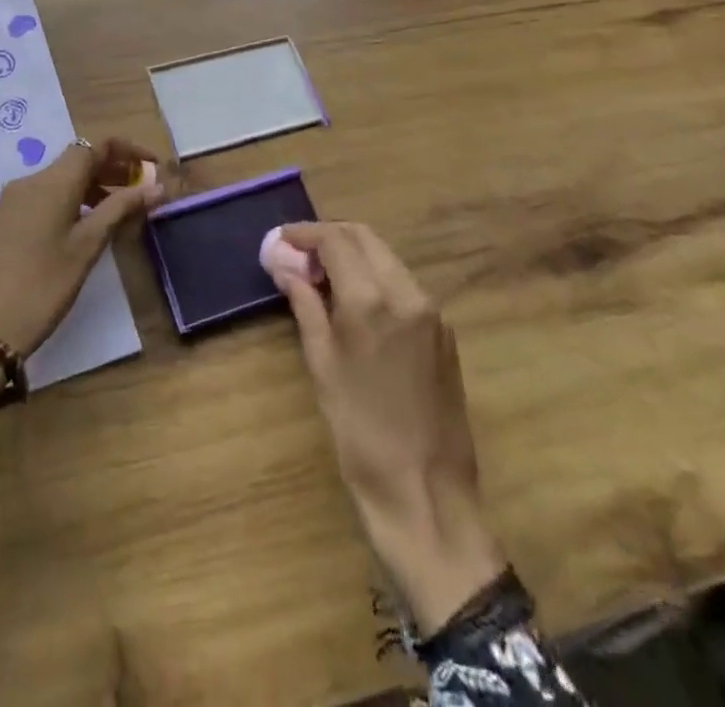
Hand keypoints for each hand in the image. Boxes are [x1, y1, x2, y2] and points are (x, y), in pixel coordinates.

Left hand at [0, 138, 163, 416]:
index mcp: (53, 182)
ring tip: (122, 211)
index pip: (95, 146)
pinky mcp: (8, 219)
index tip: (154, 166)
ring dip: (95, 185)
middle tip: (144, 190)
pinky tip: (89, 225)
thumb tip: (156, 187)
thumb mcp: (87, 247)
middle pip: (78, 159)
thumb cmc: (42, 285)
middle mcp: (31, 181)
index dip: (128, 150)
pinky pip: (48, 195)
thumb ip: (121, 210)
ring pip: (63, 178)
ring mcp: (15, 200)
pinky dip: (75, 199)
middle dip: (113, 168)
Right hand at [276, 222, 507, 634]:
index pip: (336, 240)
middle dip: (330, 237)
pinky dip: (375, 276)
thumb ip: (305, 305)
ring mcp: (431, 310)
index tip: (280, 240)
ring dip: (353, 254)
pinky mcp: (443, 330)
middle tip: (299, 254)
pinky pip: (403, 284)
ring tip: (321, 277)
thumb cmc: (360, 432)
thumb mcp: (322, 364)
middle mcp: (407, 292)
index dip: (305, 234)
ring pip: (386, 257)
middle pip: (365, 237)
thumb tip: (284, 264)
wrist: (427, 492)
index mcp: (372, 299)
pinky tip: (355, 302)